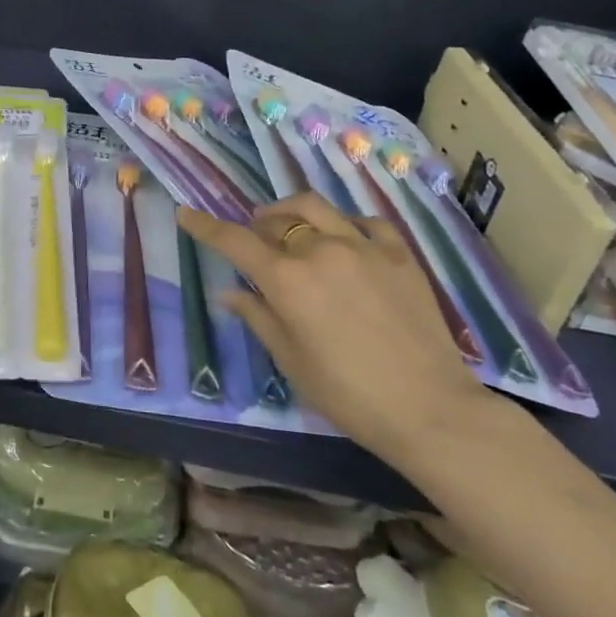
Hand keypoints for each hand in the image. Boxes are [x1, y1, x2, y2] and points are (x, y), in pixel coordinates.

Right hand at [177, 192, 493, 468]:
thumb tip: (230, 292)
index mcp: (287, 280)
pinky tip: (344, 239)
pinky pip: (363, 221)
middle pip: (276, 219)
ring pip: (316, 207)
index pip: (235, 241)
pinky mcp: (399, 253)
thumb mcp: (291, 361)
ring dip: (292, 212)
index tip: (185, 212)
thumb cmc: (349, 395)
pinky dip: (343, 224)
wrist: (430, 409)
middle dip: (256, 225)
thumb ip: (258, 317)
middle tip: (254, 240)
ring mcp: (363, 246)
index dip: (206, 226)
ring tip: (289, 226)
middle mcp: (320, 250)